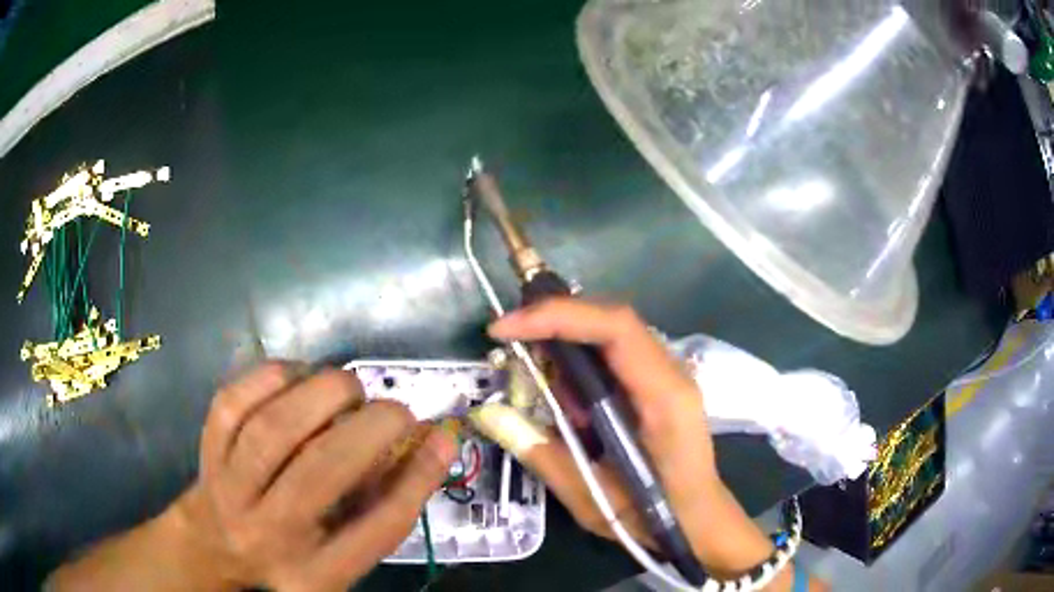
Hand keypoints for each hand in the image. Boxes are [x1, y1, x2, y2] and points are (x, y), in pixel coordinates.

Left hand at [50, 362, 456, 591]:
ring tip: (348, 389)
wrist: (216, 543)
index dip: (416, 479)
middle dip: (370, 427)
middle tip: (395, 410)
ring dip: (323, 394)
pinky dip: (274, 376)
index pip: (375, 531)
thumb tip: (434, 441)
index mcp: (316, 572)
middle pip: (319, 473)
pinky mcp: (207, 449)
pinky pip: (235, 401)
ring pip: (272, 429)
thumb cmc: (293, 549)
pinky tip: (299, 377)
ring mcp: (229, 490)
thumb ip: (386, 503)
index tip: (440, 437)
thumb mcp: (345, 550)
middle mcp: (269, 535)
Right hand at [477, 299, 804, 586]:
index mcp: (665, 399)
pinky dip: (580, 363)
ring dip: (566, 344)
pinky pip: (614, 353)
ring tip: (540, 384)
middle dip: (553, 322)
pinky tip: (569, 399)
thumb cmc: (655, 517)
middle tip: (508, 345)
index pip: (616, 329)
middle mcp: (672, 374)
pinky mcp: (658, 383)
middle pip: (611, 320)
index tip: (505, 329)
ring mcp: (668, 375)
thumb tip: (488, 414)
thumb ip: (543, 456)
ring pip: (610, 332)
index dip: (558, 316)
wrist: (698, 519)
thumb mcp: (593, 500)